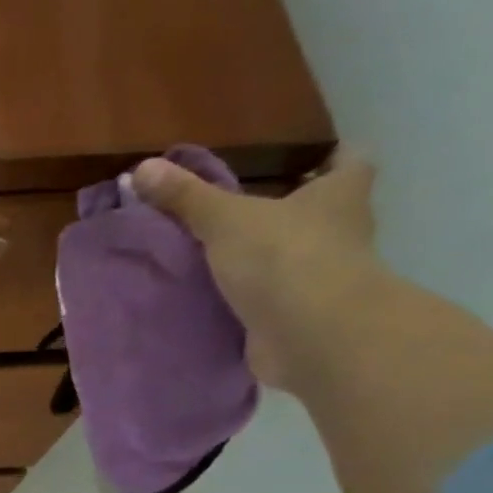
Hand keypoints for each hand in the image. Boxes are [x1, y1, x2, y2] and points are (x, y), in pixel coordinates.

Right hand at [132, 151, 386, 392]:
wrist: (312, 335)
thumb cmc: (283, 258)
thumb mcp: (225, 219)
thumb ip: (186, 196)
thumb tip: (143, 167)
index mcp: (339, 196)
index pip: (349, 162)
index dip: (333, 157)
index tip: (309, 160)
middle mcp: (343, 233)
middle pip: (324, 213)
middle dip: (292, 212)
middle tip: (246, 209)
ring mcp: (327, 279)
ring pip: (299, 259)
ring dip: (269, 259)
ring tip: (221, 257)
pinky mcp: (304, 317)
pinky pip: (276, 301)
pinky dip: (254, 300)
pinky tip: (220, 300)